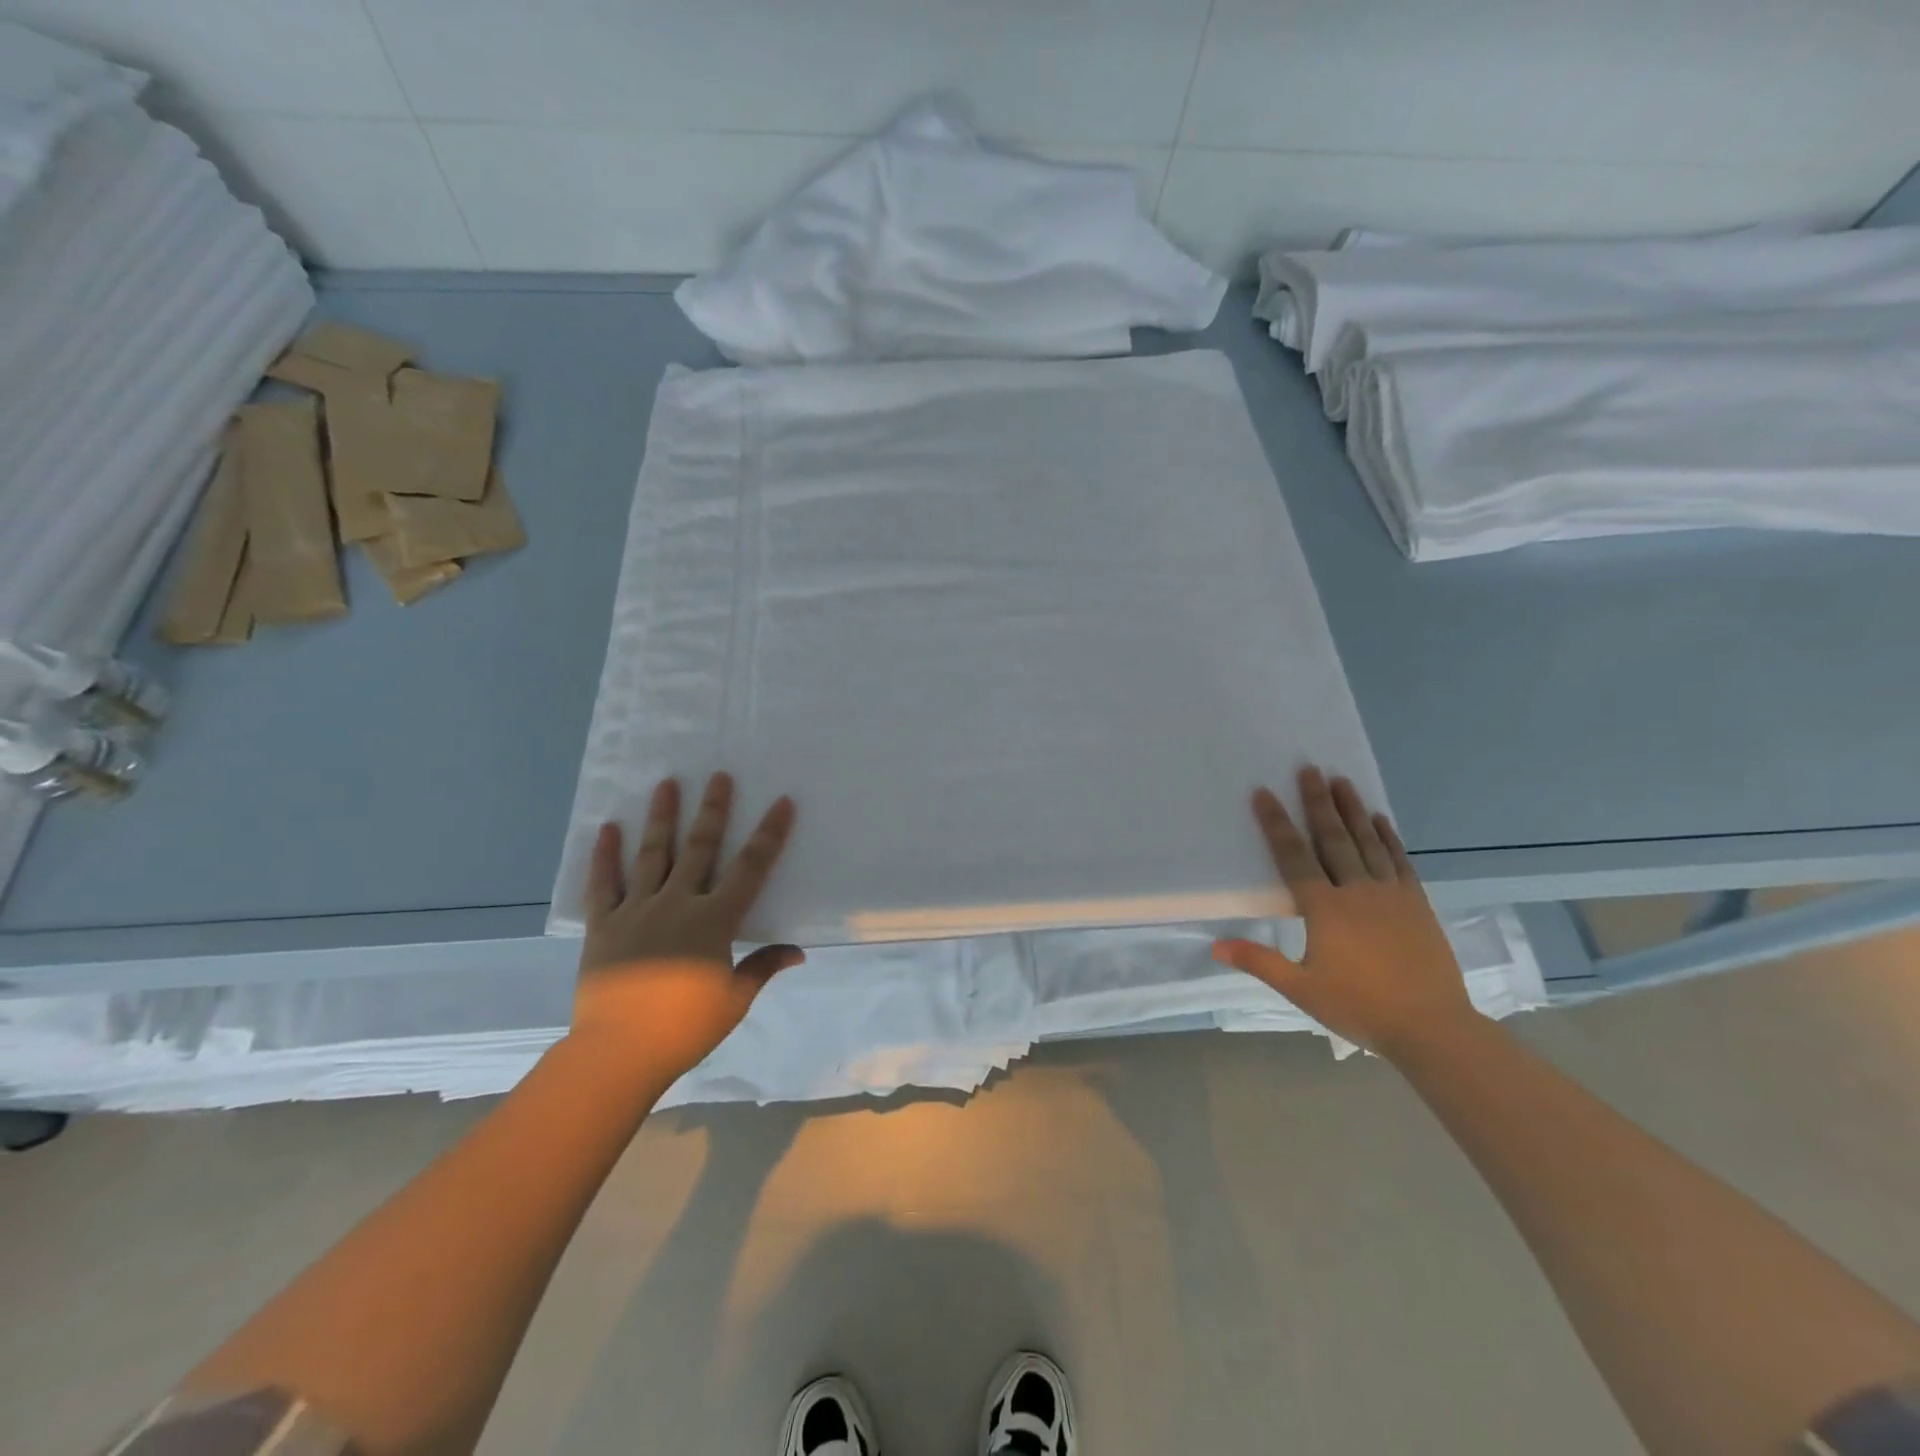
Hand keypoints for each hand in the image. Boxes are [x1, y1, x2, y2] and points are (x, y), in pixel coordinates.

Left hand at [572, 772, 802, 1086]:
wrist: (619, 1051)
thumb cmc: (685, 1028)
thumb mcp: (734, 1000)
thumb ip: (762, 968)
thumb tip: (798, 952)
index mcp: (714, 920)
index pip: (750, 868)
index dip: (769, 834)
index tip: (781, 802)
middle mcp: (677, 903)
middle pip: (699, 847)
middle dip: (713, 809)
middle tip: (719, 775)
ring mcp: (637, 910)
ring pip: (652, 854)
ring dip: (662, 816)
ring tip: (667, 783)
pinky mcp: (604, 924)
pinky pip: (604, 883)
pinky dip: (605, 855)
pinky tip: (609, 828)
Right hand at [1212, 766, 1477, 1056]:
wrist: (1433, 1028)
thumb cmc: (1360, 1008)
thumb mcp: (1301, 990)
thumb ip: (1259, 962)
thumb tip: (1215, 946)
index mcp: (1325, 909)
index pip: (1294, 857)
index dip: (1277, 824)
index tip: (1264, 793)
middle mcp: (1357, 891)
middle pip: (1333, 839)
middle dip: (1318, 803)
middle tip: (1309, 769)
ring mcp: (1391, 894)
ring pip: (1367, 843)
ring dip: (1352, 810)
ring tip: (1341, 781)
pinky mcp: (1417, 904)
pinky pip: (1399, 861)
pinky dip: (1388, 838)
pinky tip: (1380, 820)